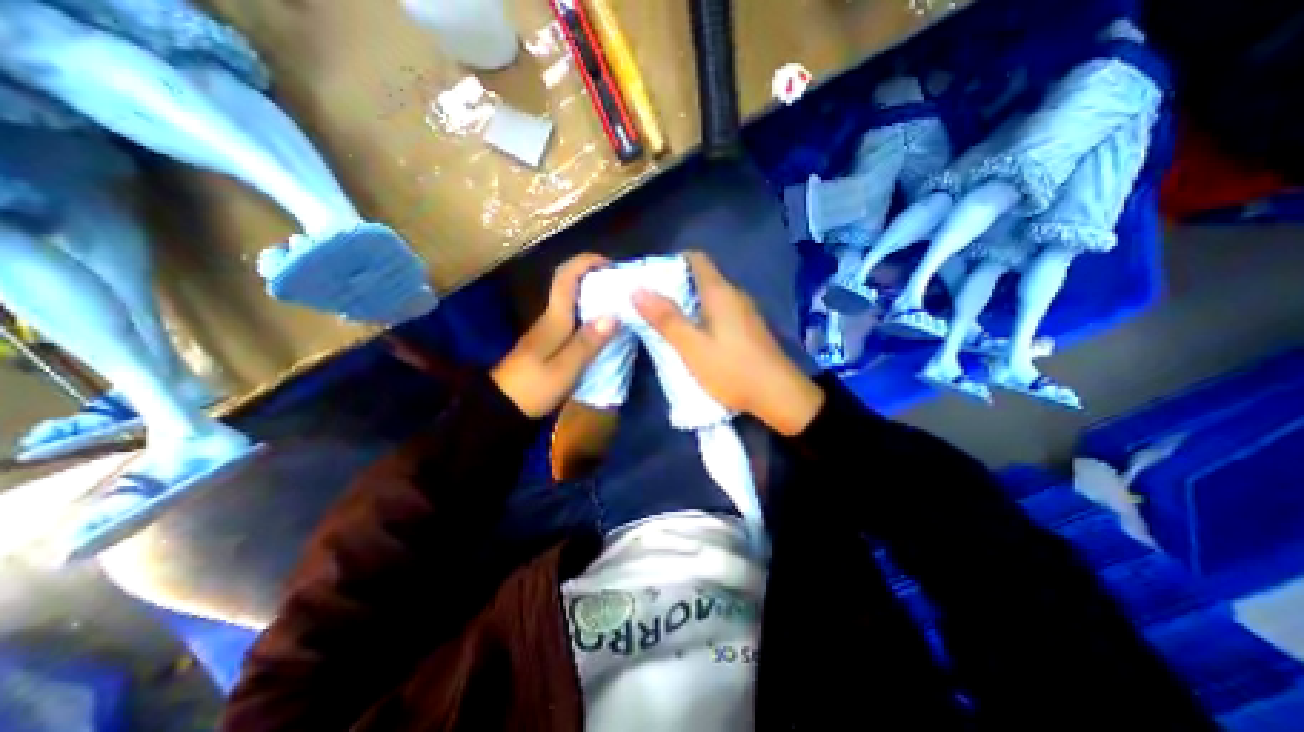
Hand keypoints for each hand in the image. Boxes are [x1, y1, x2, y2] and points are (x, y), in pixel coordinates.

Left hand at [491, 255, 615, 417]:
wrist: (503, 408)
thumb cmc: (534, 386)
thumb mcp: (565, 368)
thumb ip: (588, 342)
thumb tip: (613, 315)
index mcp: (554, 319)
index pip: (565, 277)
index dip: (586, 263)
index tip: (611, 264)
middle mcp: (551, 318)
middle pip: (571, 286)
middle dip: (596, 279)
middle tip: (623, 288)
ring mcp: (549, 330)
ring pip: (574, 303)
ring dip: (595, 298)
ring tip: (621, 307)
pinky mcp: (551, 343)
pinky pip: (574, 320)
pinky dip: (591, 317)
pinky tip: (605, 330)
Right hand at [634, 253, 822, 435]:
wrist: (779, 396)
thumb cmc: (732, 369)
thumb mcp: (692, 347)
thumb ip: (666, 319)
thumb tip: (637, 289)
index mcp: (720, 292)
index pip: (695, 258)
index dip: (671, 262)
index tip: (650, 278)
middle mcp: (735, 295)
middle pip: (701, 278)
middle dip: (674, 286)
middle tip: (650, 304)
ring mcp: (744, 312)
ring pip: (710, 297)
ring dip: (687, 304)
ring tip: (665, 321)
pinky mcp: (748, 329)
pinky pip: (719, 312)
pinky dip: (701, 317)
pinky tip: (692, 337)